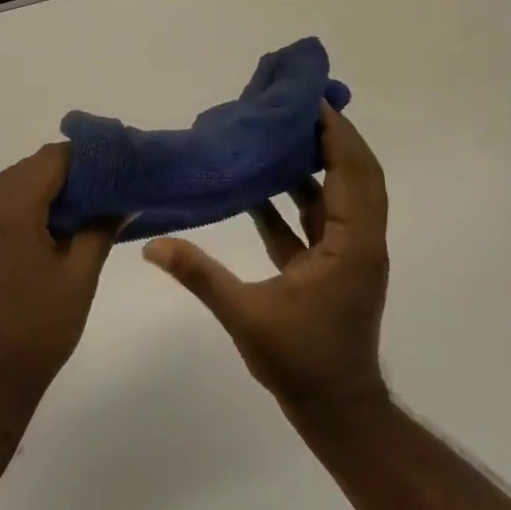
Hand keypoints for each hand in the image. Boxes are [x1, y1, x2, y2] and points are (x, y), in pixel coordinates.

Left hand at [0, 144, 114, 417]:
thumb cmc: (36, 331)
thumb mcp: (78, 277)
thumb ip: (99, 228)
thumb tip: (120, 200)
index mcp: (5, 208)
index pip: (51, 159)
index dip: (87, 161)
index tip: (115, 173)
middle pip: (26, 172)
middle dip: (65, 180)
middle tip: (102, 199)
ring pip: (7, 191)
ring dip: (41, 198)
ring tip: (76, 222)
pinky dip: (17, 216)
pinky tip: (41, 241)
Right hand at [144, 104, 388, 414]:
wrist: (334, 408)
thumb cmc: (299, 360)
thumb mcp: (245, 315)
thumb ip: (199, 275)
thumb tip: (151, 246)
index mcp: (351, 246)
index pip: (353, 175)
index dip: (338, 135)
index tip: (313, 102)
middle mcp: (358, 243)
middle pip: (355, 176)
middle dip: (331, 139)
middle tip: (295, 107)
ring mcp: (346, 256)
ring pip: (336, 197)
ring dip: (314, 165)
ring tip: (278, 133)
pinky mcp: (330, 269)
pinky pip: (315, 222)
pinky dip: (295, 199)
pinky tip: (258, 185)